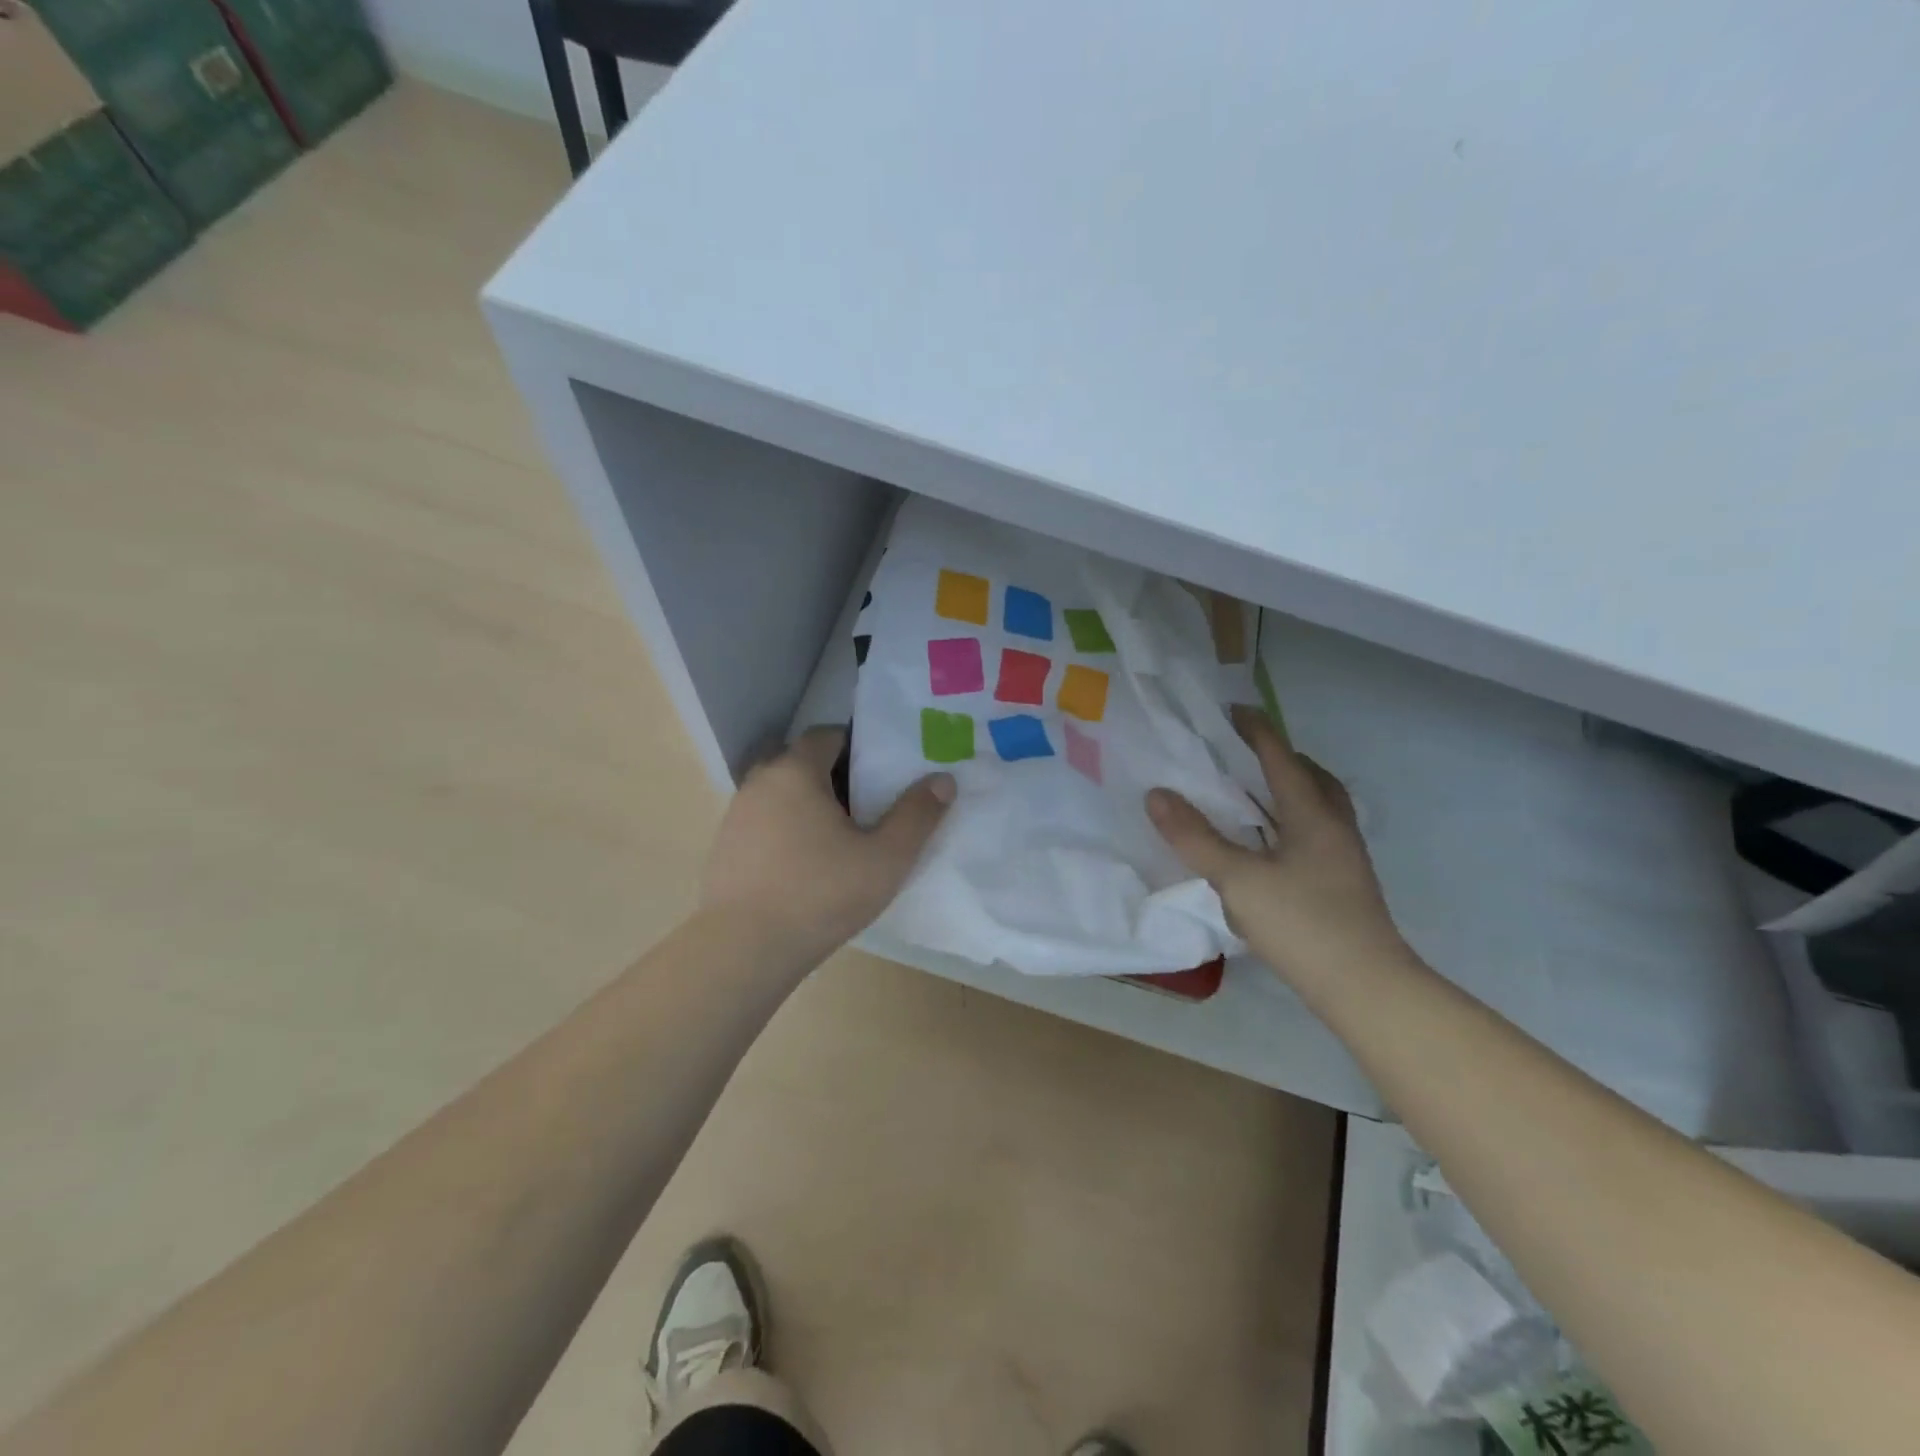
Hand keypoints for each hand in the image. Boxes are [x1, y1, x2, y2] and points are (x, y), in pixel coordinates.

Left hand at [700, 727, 954, 965]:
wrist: (743, 950)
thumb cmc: (821, 895)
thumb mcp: (885, 858)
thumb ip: (917, 815)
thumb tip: (943, 779)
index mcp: (795, 771)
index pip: (827, 735)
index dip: (857, 746)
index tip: (882, 773)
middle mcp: (760, 782)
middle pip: (802, 762)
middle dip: (835, 776)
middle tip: (868, 807)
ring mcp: (736, 815)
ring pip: (781, 793)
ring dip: (809, 804)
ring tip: (839, 839)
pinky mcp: (725, 848)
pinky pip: (764, 822)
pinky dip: (786, 830)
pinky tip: (806, 866)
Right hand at [1146, 706, 1409, 988]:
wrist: (1366, 987)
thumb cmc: (1301, 924)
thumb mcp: (1237, 879)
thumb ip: (1195, 837)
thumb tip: (1157, 794)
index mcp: (1312, 815)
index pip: (1281, 758)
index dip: (1256, 731)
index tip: (1233, 710)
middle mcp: (1334, 827)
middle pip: (1312, 776)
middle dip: (1280, 757)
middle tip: (1245, 753)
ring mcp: (1344, 857)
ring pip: (1319, 806)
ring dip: (1290, 789)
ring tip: (1253, 794)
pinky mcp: (1343, 883)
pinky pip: (1316, 832)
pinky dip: (1291, 821)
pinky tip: (1268, 845)